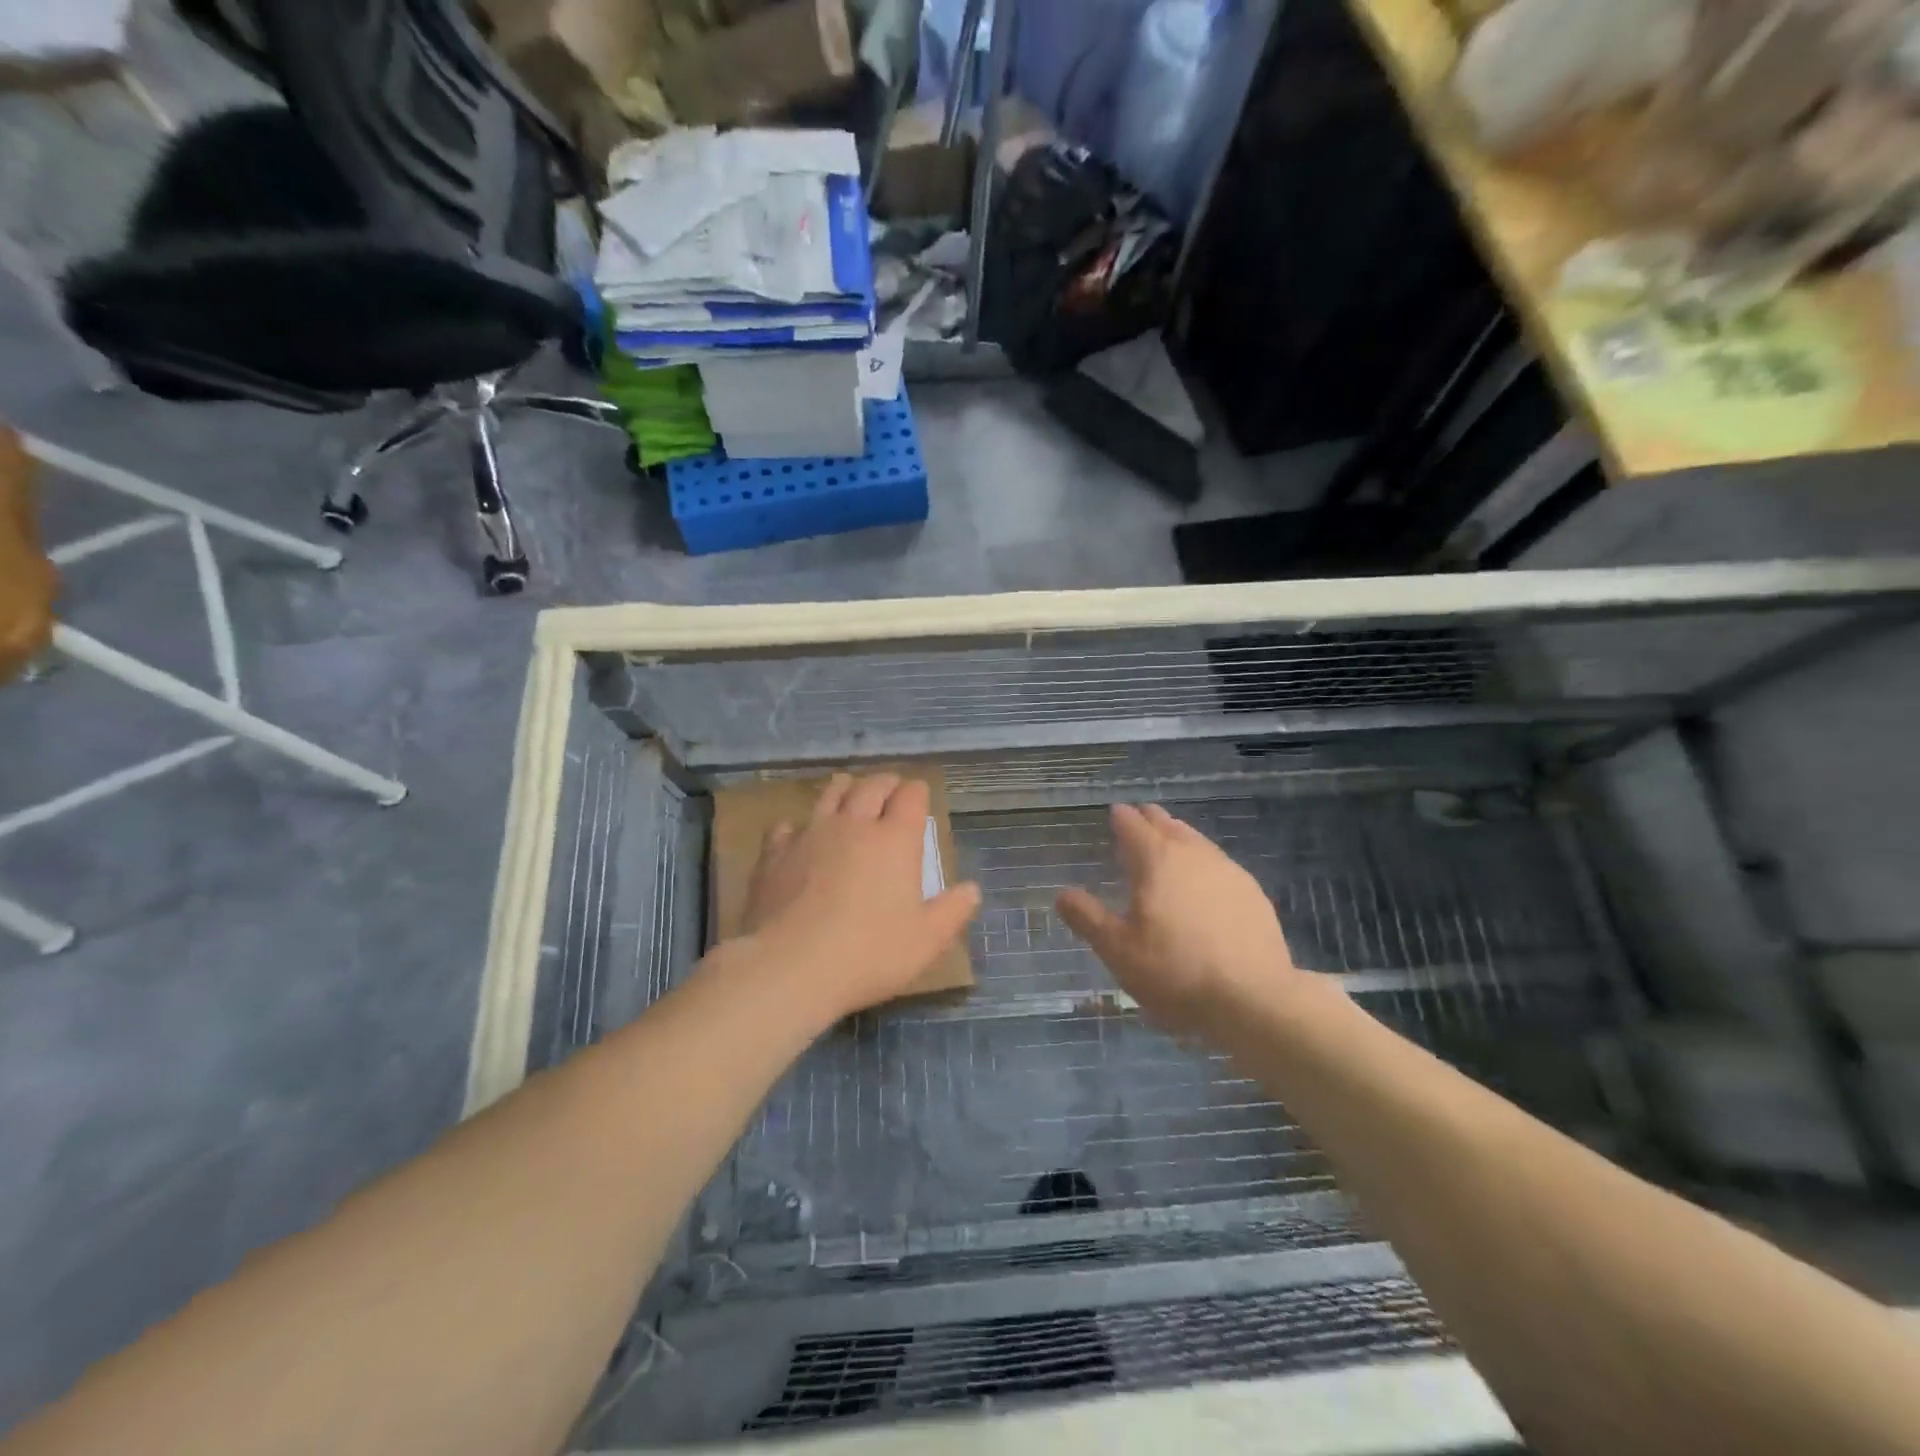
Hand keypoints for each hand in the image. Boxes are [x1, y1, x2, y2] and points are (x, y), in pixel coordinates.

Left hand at [737, 773, 981, 1022]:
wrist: (791, 965)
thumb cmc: (869, 953)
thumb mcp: (927, 940)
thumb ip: (952, 911)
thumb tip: (972, 889)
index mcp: (895, 840)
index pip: (911, 796)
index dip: (917, 792)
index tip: (919, 796)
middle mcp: (854, 825)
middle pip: (871, 786)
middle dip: (885, 783)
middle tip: (890, 789)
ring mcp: (810, 835)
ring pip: (829, 795)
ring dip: (844, 788)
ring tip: (848, 789)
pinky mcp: (775, 854)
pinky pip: (786, 826)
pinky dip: (797, 825)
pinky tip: (796, 834)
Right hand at [1056, 803, 1302, 1034]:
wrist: (1254, 999)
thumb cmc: (1175, 972)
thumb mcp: (1118, 951)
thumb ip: (1088, 918)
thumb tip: (1062, 894)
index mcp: (1156, 861)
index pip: (1133, 826)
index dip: (1121, 818)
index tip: (1115, 812)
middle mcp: (1193, 855)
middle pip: (1168, 826)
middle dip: (1151, 819)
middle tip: (1140, 817)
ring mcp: (1228, 871)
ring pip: (1197, 841)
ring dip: (1179, 835)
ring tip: (1170, 839)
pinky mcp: (1253, 893)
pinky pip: (1220, 863)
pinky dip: (1204, 860)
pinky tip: (1205, 878)